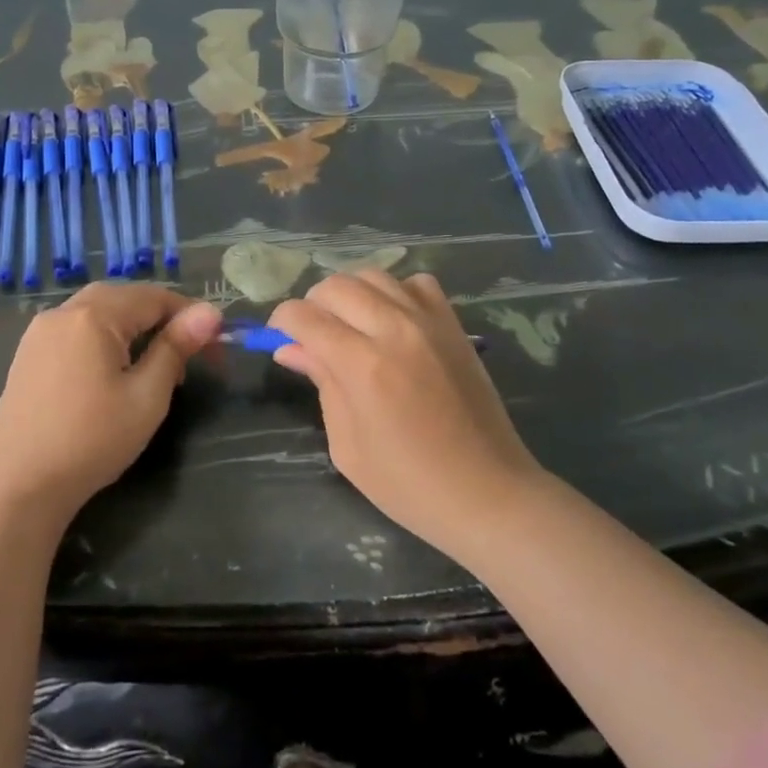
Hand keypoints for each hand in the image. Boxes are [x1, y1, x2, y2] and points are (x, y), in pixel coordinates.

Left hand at [0, 283, 221, 524]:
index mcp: (93, 315)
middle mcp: (63, 312)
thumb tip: (210, 312)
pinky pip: (76, 329)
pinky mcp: (28, 354)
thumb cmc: (91, 441)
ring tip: (155, 366)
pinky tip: (113, 371)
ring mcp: (40, 332)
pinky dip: (104, 337)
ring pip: (99, 311)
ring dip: (132, 327)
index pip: (154, 297)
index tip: (216, 344)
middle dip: (161, 318)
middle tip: (187, 355)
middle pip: (124, 298)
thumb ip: (176, 348)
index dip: (190, 316)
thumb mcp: (146, 396)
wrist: (18, 487)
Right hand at [270, 272, 544, 559]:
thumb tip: (290, 348)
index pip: (305, 316)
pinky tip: (393, 321)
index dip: (282, 322)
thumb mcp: (347, 445)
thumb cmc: (408, 483)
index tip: (279, 339)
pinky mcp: (454, 325)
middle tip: (314, 337)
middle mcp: (394, 329)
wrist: (488, 492)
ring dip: (351, 294)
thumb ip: (321, 384)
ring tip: (351, 326)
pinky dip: (396, 292)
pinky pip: (417, 283)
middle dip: (313, 305)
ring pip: (374, 275)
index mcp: (362, 365)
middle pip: (335, 285)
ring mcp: (429, 322)